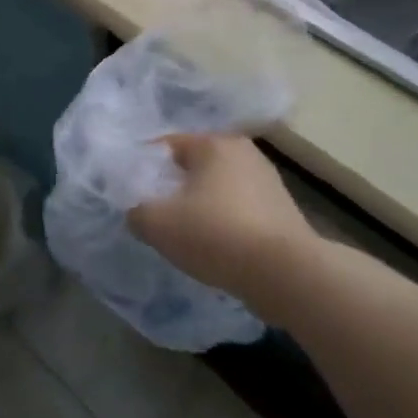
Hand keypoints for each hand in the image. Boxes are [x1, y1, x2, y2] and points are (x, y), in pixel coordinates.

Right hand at [126, 134, 325, 318]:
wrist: (286, 274)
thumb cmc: (215, 234)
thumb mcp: (157, 223)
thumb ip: (136, 211)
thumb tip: (138, 212)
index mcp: (213, 143)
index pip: (166, 145)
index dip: (144, 167)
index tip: (131, 192)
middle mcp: (244, 152)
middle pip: (194, 166)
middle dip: (173, 186)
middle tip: (155, 213)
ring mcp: (269, 182)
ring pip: (218, 189)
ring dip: (200, 206)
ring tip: (184, 235)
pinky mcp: (283, 212)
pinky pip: (240, 211)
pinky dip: (224, 224)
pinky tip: (215, 247)